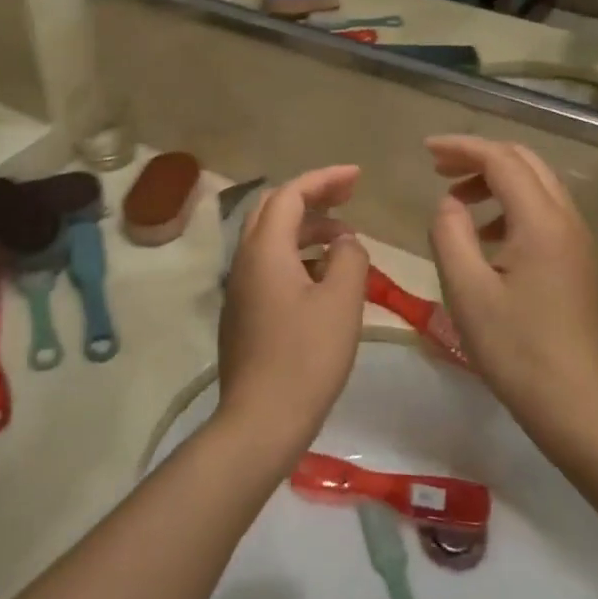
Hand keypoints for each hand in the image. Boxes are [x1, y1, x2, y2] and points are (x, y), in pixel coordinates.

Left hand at [217, 166, 370, 456]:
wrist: (260, 421)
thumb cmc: (305, 358)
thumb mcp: (341, 302)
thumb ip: (349, 259)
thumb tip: (345, 242)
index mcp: (265, 250)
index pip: (291, 194)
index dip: (325, 179)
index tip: (358, 177)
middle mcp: (245, 261)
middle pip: (273, 210)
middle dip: (312, 197)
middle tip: (348, 198)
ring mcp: (240, 289)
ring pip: (271, 239)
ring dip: (306, 229)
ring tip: (344, 240)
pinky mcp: (243, 314)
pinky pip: (270, 266)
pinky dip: (297, 256)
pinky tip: (324, 278)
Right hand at [424, 137, 597, 435]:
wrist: (575, 403)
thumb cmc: (515, 349)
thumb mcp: (467, 290)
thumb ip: (450, 234)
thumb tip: (449, 203)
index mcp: (541, 222)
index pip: (501, 160)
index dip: (462, 148)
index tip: (426, 151)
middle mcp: (567, 220)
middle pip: (525, 162)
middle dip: (480, 157)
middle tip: (440, 169)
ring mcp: (579, 241)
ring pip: (538, 185)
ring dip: (497, 181)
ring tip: (458, 203)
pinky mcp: (580, 261)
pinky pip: (545, 212)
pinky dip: (512, 206)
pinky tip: (488, 237)